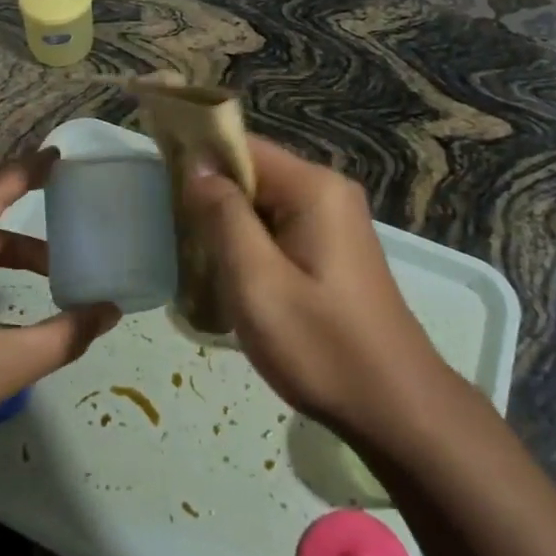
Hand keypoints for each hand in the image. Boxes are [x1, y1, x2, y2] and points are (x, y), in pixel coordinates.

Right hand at [181, 137, 443, 439]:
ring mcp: (334, 220)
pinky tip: (231, 277)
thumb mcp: (257, 282)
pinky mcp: (332, 248)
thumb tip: (197, 165)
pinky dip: (250, 244)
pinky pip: (279, 227)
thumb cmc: (321, 346)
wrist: (396, 409)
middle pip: (253, 173)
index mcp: (313, 188)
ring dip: (228, 225)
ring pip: (262, 203)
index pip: (242, 147)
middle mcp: (327, 192)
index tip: (158, 185)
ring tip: (196, 259)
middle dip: (210, 197)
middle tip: (174, 234)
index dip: (197, 158)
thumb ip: (223, 216)